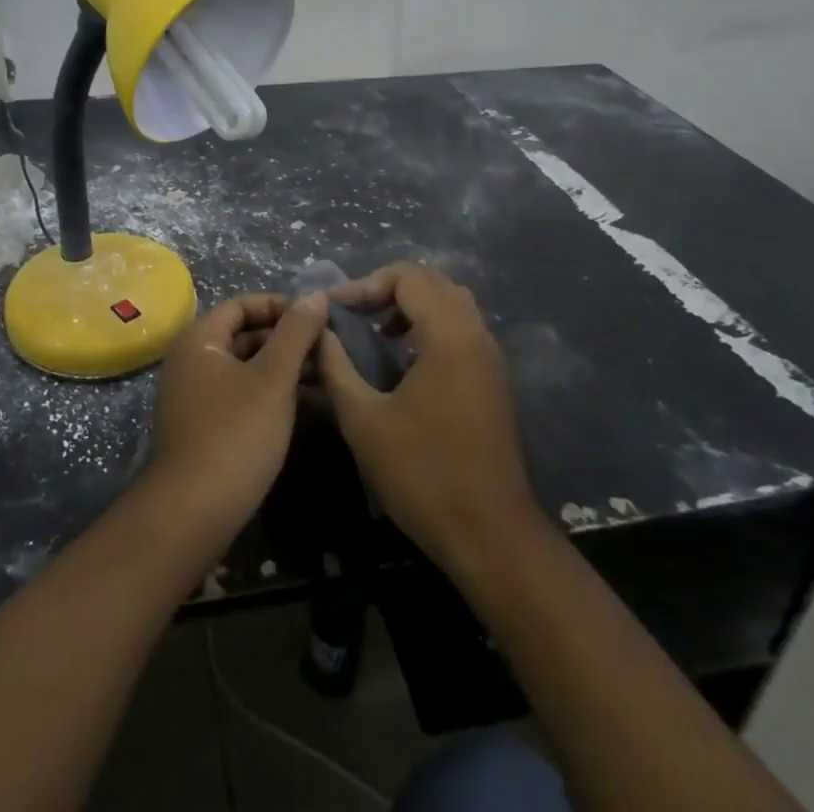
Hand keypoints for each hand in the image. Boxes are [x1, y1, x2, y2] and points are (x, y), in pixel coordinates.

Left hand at [143, 292, 327, 543]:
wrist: (191, 514)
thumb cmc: (235, 434)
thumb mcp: (273, 378)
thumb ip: (296, 333)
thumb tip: (315, 294)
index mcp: (199, 339)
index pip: (242, 304)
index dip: (281, 306)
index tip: (318, 318)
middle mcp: (190, 360)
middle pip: (242, 334)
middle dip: (285, 338)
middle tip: (327, 348)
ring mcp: (193, 396)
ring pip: (243, 367)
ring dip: (280, 367)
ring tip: (323, 376)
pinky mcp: (201, 426)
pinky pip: (238, 394)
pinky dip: (268, 392)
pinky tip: (301, 405)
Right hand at [321, 264, 539, 570]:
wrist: (491, 536)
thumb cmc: (423, 474)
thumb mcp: (364, 420)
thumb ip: (337, 367)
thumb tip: (319, 332)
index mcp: (449, 337)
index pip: (409, 276)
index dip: (367, 283)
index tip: (336, 309)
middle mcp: (476, 337)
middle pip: (434, 282)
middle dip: (389, 288)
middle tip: (355, 312)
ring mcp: (491, 360)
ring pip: (452, 304)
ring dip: (412, 305)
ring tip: (377, 332)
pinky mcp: (494, 382)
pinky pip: (462, 329)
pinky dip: (431, 326)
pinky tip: (404, 360)